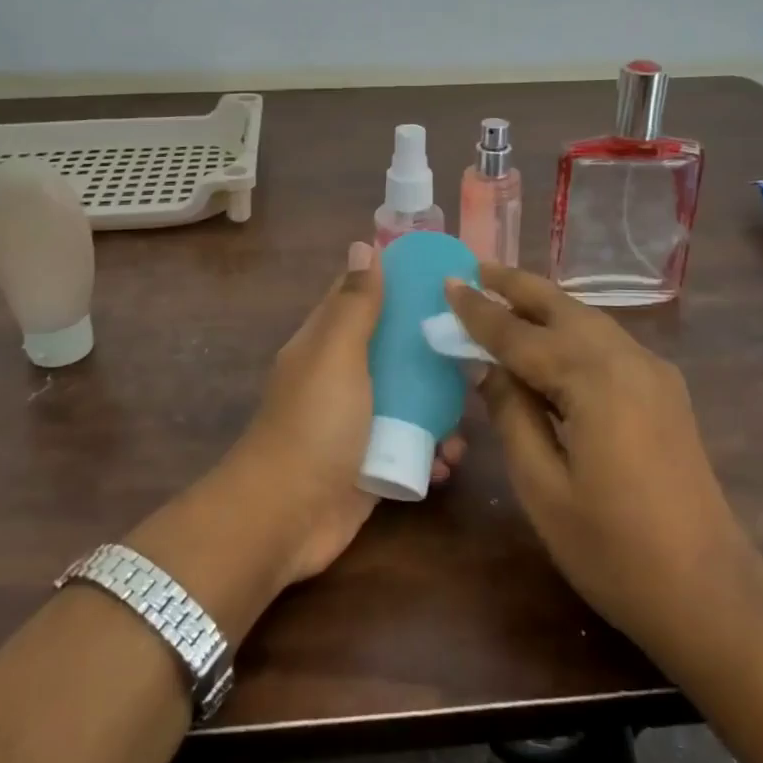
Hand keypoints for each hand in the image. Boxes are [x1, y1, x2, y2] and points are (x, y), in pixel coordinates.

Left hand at [228, 242, 464, 587]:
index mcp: (326, 343)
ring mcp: (357, 423)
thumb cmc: (314, 424)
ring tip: (467, 418)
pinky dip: (432, 453)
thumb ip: (355, 304)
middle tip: (476, 351)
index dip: (398, 283)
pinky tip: (448, 462)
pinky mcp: (372, 463)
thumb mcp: (336, 354)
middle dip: (432, 351)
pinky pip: (411, 447)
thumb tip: (363, 244)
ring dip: (440, 410)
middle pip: (394, 350)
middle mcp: (341, 377)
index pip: (362, 298)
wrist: (286, 518)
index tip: (446, 278)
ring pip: (409, 401)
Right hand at [447, 263, 749, 658]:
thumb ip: (511, 415)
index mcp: (594, 379)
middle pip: (562, 307)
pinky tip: (548, 342)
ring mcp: (653, 373)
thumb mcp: (542, 487)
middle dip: (517, 286)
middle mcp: (628, 359)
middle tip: (475, 269)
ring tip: (503, 296)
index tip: (447, 282)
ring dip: (544, 305)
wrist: (711, 596)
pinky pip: (606, 343)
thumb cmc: (614, 550)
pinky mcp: (664, 392)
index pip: (520, 334)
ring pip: (588, 319)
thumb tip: (487, 368)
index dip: (479, 312)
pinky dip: (570, 330)